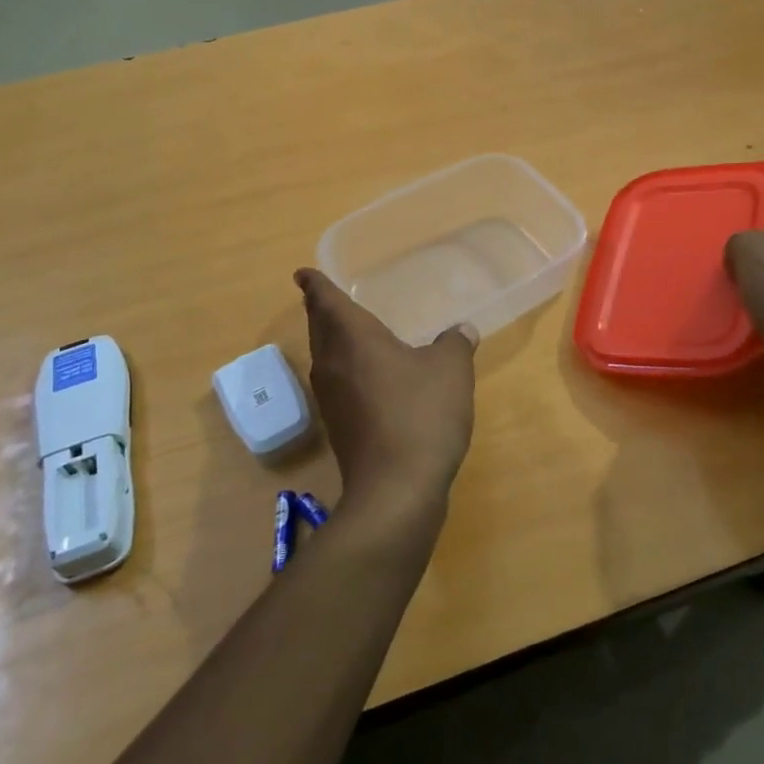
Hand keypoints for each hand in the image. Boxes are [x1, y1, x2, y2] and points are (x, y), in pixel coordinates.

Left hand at [294, 269, 477, 523]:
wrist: (396, 490)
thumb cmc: (421, 415)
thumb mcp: (450, 371)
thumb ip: (454, 343)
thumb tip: (461, 330)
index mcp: (353, 339)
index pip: (326, 301)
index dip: (316, 285)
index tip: (303, 273)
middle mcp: (333, 364)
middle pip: (320, 329)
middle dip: (320, 310)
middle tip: (323, 297)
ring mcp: (332, 400)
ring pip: (325, 358)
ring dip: (330, 341)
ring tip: (346, 331)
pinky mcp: (340, 428)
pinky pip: (337, 384)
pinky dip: (345, 370)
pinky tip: (368, 377)